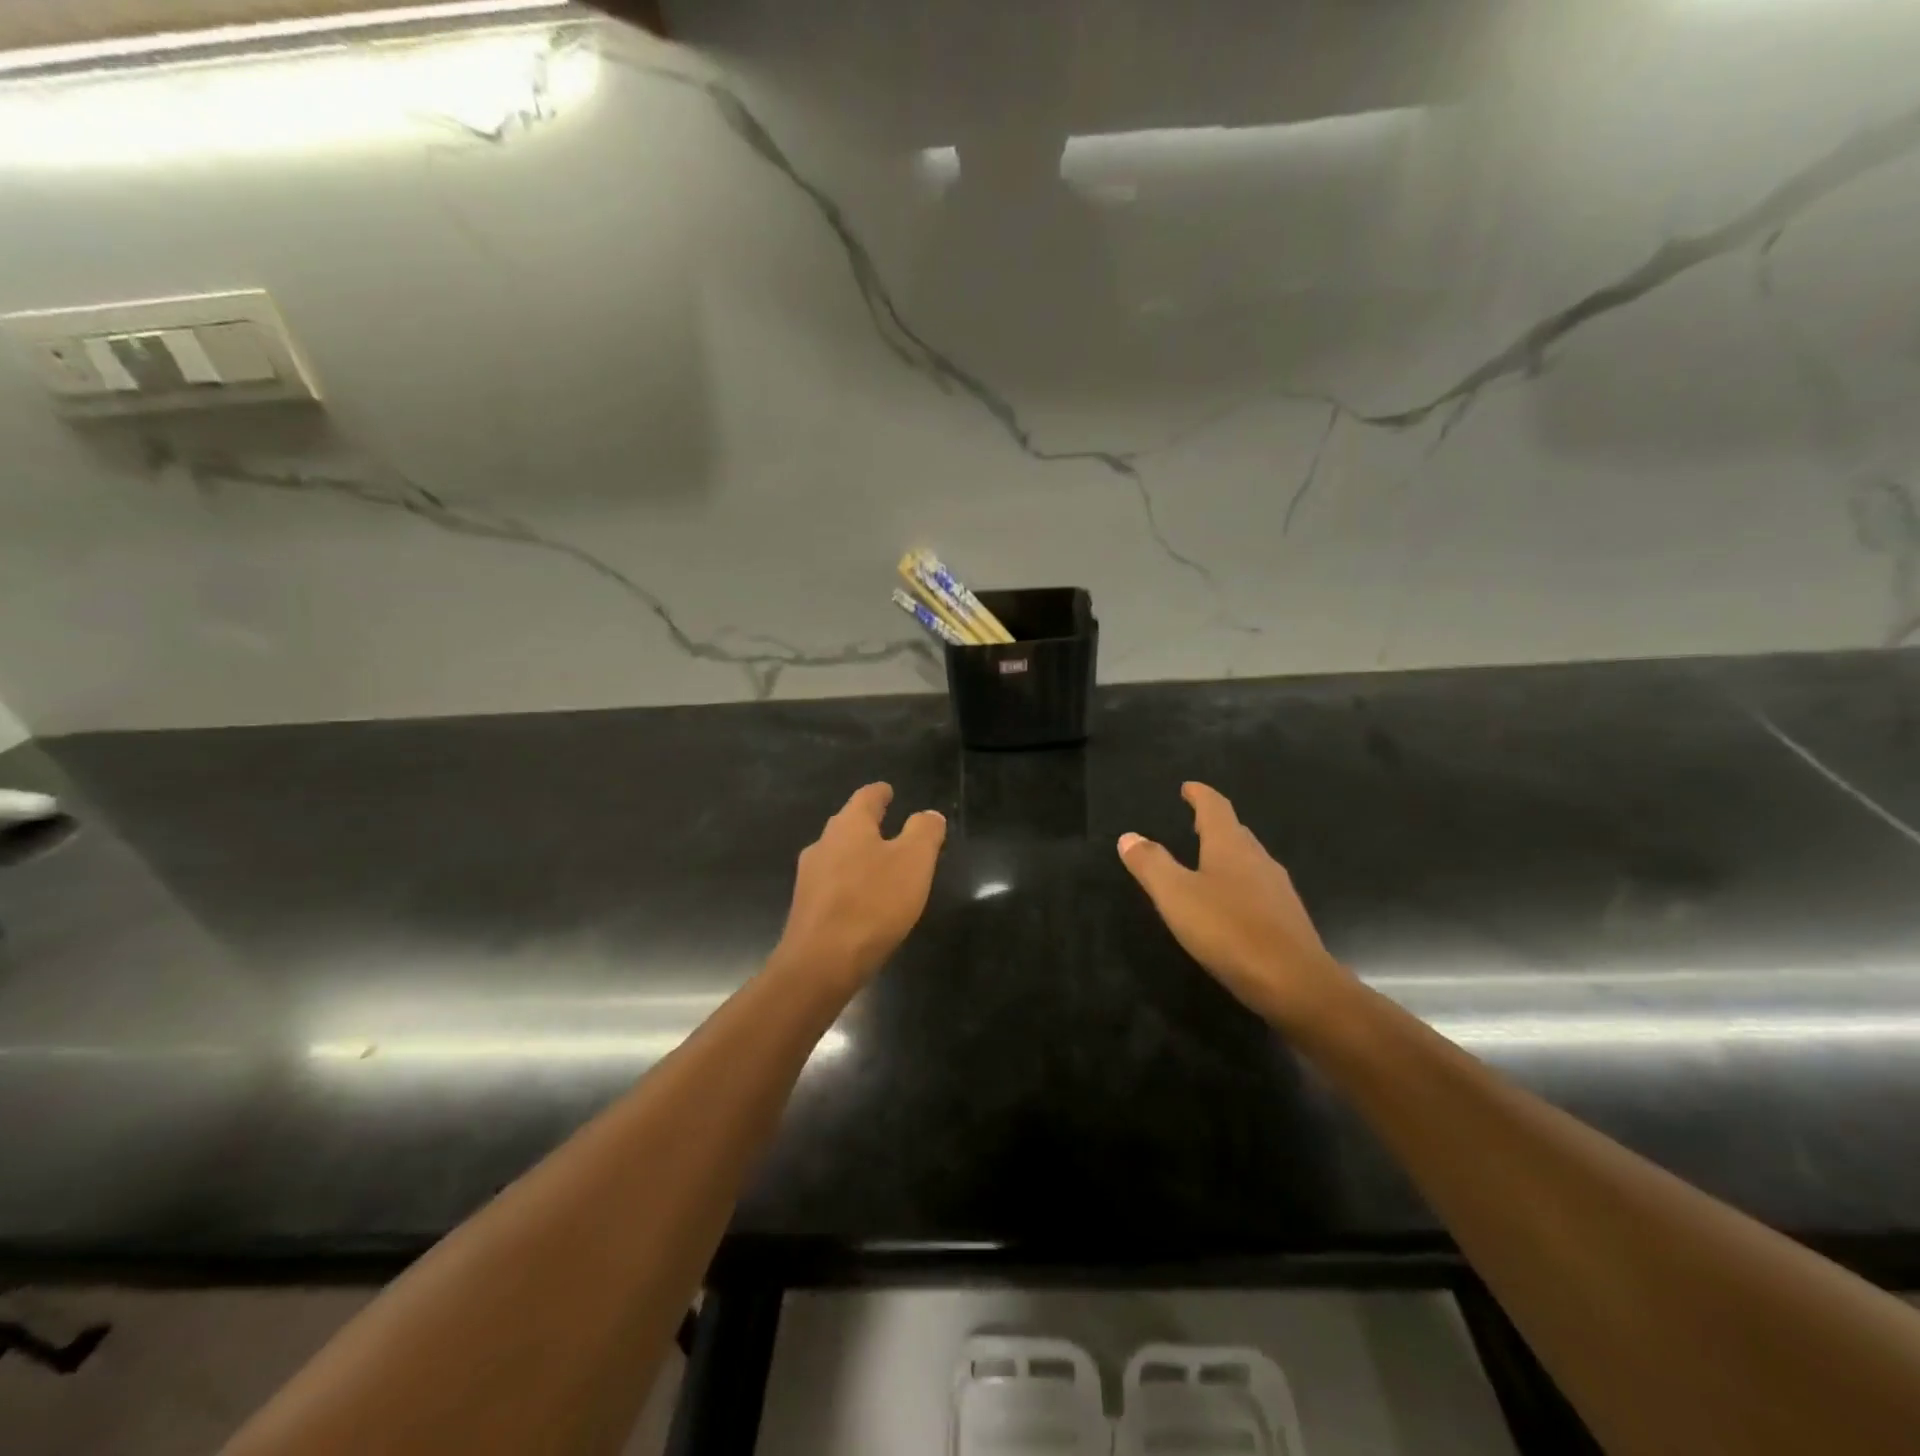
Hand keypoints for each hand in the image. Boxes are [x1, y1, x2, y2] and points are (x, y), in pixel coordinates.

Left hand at [774, 783, 946, 991]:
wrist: (820, 964)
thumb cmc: (872, 903)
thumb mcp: (914, 862)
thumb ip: (924, 832)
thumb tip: (929, 815)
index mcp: (849, 826)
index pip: (866, 797)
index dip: (880, 793)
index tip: (888, 790)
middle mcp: (823, 843)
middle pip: (847, 824)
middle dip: (867, 823)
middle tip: (888, 824)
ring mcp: (809, 877)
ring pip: (837, 854)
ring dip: (857, 854)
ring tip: (879, 863)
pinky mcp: (806, 908)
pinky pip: (832, 884)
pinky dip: (849, 882)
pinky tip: (861, 898)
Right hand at [1118, 782, 1352, 1029]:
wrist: (1294, 983)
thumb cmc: (1229, 930)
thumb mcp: (1176, 896)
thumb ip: (1151, 864)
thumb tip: (1129, 837)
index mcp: (1230, 846)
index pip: (1215, 807)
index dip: (1200, 794)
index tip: (1188, 787)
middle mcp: (1258, 859)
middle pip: (1235, 831)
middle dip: (1214, 823)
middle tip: (1193, 822)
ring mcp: (1278, 889)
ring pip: (1249, 860)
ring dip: (1228, 854)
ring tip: (1208, 861)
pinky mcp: (1287, 918)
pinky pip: (1258, 888)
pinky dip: (1239, 883)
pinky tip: (1231, 904)